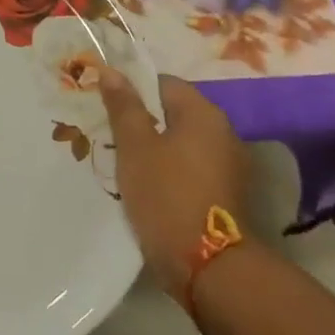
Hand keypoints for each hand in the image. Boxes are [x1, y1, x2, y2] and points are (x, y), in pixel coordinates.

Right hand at [99, 69, 248, 288]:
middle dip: (140, 121)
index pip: (163, 83)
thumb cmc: (165, 194)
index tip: (105, 106)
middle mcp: (223, 133)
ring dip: (152, 148)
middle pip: (172, 113)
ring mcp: (228, 165)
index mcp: (203, 114)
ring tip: (120, 162)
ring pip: (179, 143)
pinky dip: (166, 170)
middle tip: (106, 135)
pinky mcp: (224, 194)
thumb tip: (112, 70)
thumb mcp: (135, 146)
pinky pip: (188, 168)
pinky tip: (144, 185)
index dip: (132, 90)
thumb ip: (124, 106)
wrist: (206, 264)